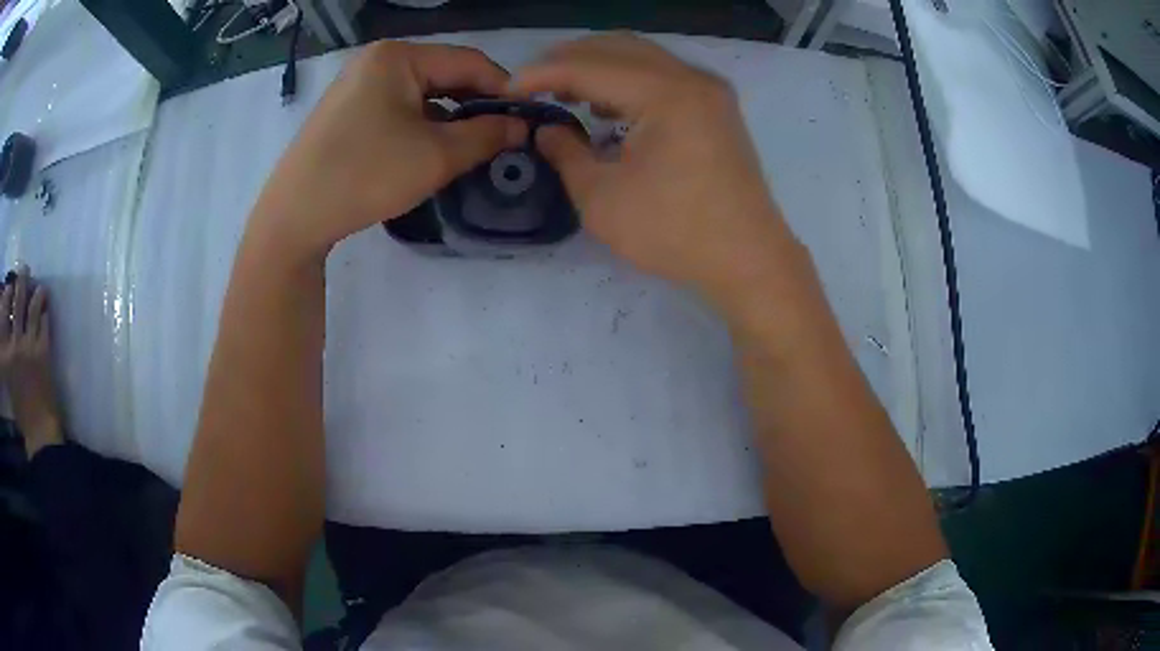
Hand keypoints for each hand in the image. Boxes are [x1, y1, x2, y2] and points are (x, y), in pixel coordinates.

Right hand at [0, 266, 62, 454]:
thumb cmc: (21, 411)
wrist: (39, 434)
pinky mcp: (43, 352)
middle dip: (20, 280)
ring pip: (32, 305)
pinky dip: (46, 311)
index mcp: (5, 355)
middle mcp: (14, 345)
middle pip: (17, 301)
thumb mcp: (8, 379)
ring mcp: (28, 346)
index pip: (3, 313)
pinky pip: (45, 322)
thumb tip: (8, 326)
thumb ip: (6, 352)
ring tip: (39, 285)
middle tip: (24, 269)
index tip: (9, 284)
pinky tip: (46, 305)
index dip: (6, 294)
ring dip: (36, 291)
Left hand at [251, 41, 525, 259]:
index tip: (529, 120)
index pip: (469, 62)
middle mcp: (377, 60)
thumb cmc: (364, 176)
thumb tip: (521, 126)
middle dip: (475, 105)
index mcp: (398, 56)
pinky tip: (431, 150)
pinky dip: (421, 126)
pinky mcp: (347, 110)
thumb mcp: (436, 156)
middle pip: (444, 75)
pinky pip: (398, 108)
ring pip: (421, 94)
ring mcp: (357, 84)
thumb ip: (487, 135)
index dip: (504, 90)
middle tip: (503, 138)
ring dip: (450, 118)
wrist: (293, 218)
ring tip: (471, 148)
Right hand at [513, 34, 800, 302]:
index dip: (542, 74)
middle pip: (617, 47)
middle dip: (568, 60)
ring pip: (641, 57)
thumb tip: (546, 129)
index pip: (589, 66)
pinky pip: (662, 75)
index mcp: (666, 94)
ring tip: (564, 94)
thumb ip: (566, 154)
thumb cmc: (676, 234)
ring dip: (598, 67)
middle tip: (534, 86)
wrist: (749, 260)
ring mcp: (709, 91)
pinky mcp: (715, 108)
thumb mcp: (602, 200)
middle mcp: (691, 78)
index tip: (507, 88)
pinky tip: (607, 105)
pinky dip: (628, 81)